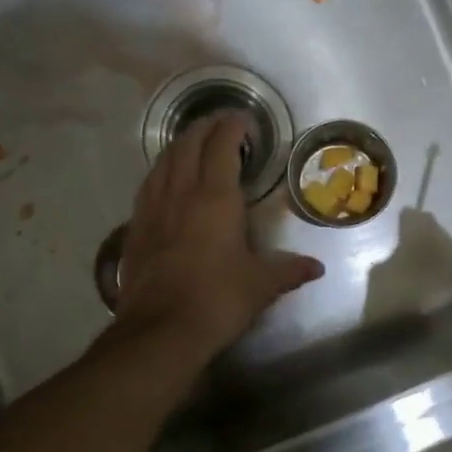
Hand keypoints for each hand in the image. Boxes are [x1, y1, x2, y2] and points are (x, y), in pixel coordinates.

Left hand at [111, 112, 323, 366]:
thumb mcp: (260, 285)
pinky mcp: (135, 227)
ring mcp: (153, 207)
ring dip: (181, 145)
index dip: (233, 127)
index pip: (222, 146)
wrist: (159, 330)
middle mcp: (181, 193)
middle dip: (206, 128)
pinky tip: (166, 178)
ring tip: (194, 143)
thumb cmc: (217, 300)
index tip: (244, 121)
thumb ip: (288, 270)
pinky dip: (162, 170)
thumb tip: (316, 268)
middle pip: (189, 144)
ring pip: (164, 160)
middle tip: (221, 125)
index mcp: (215, 198)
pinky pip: (149, 184)